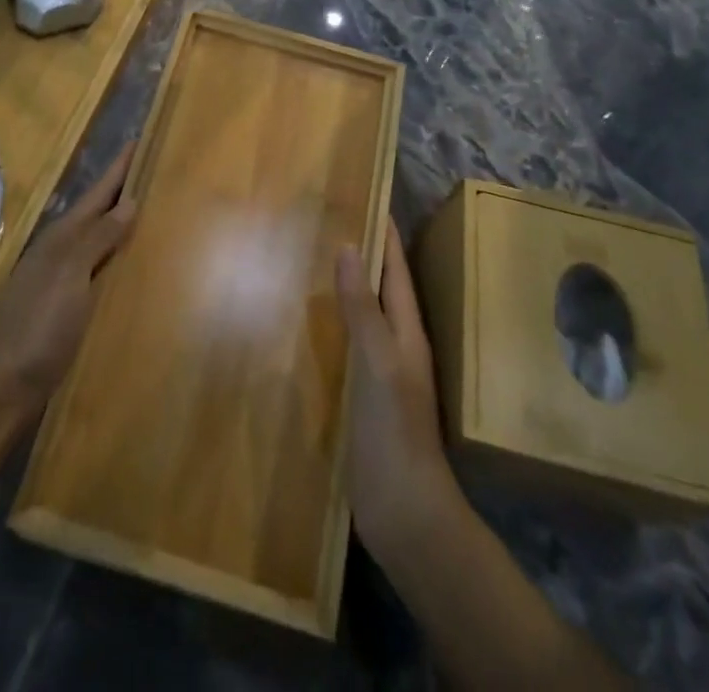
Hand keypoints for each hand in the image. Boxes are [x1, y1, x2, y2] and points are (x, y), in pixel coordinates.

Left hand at [0, 145, 135, 428]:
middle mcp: (62, 252)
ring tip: (157, 214)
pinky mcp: (69, 310)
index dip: (119, 167)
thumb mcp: (69, 273)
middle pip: (100, 214)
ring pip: (101, 244)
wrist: (2, 386)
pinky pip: (102, 274)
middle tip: (159, 172)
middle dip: (125, 193)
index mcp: (62, 237)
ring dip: (124, 227)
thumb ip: (98, 238)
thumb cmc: (38, 323)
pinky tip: (137, 270)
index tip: (141, 139)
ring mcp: (64, 282)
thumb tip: (129, 201)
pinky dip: (120, 263)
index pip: (98, 192)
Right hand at [336, 221, 463, 565]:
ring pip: (359, 315)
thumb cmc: (396, 431)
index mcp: (407, 330)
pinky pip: (342, 346)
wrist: (405, 513)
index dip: (385, 232)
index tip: (365, 194)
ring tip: (307, 257)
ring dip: (341, 288)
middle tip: (325, 218)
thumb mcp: (380, 362)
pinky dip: (326, 325)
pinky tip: (300, 321)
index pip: (397, 268)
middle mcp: (394, 344)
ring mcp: (377, 372)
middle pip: (378, 287)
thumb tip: (348, 246)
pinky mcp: (358, 397)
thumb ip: (364, 308)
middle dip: (359, 253)